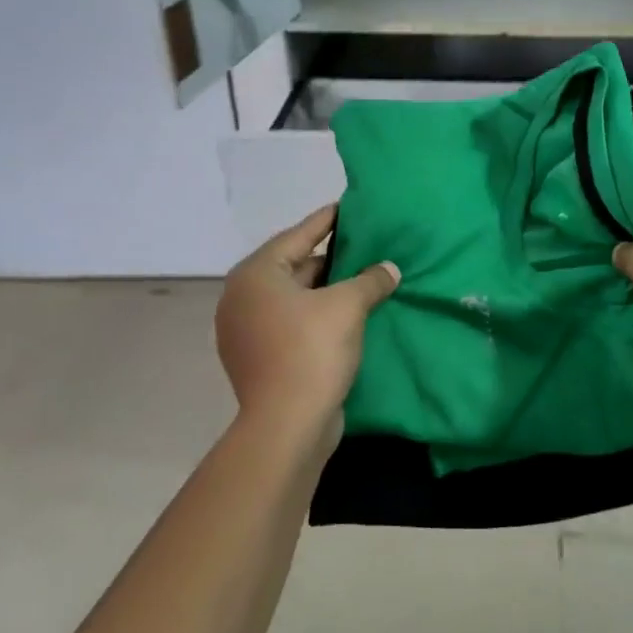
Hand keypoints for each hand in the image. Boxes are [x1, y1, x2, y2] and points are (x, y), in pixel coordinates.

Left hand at [215, 204, 399, 446]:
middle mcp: (242, 297)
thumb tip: (389, 269)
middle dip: (331, 258)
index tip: (348, 206)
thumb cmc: (311, 351)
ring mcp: (246, 330)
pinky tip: (348, 315)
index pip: (298, 235)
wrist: (287, 426)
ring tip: (363, 278)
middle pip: (294, 266)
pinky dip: (317, 315)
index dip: (327, 220)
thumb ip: (371, 279)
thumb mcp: (348, 306)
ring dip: (327, 290)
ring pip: (294, 297)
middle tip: (365, 246)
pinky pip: (292, 322)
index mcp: (256, 274)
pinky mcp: (258, 357)